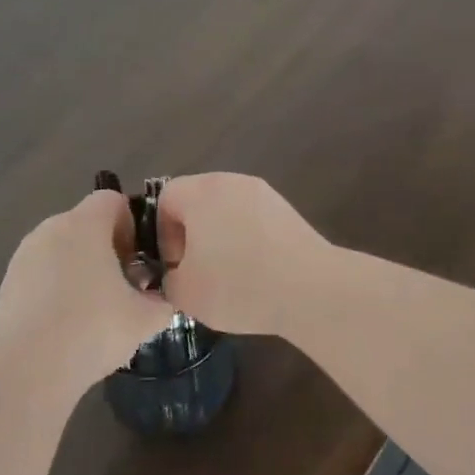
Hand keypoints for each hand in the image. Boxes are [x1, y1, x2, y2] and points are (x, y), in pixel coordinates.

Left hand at [0, 191, 175, 397]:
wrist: (30, 366)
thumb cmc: (94, 328)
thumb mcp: (146, 318)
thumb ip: (161, 301)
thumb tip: (159, 300)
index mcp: (85, 224)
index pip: (112, 200)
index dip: (130, 224)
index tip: (137, 259)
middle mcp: (51, 228)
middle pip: (85, 225)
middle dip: (105, 250)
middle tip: (121, 289)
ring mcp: (24, 255)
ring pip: (60, 250)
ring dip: (78, 270)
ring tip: (92, 313)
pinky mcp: (8, 283)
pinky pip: (40, 275)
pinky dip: (54, 290)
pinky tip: (64, 326)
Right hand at [154, 174, 334, 340]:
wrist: (311, 290)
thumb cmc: (238, 285)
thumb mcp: (185, 293)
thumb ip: (167, 279)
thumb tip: (176, 274)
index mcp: (200, 192)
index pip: (165, 198)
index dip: (162, 233)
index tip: (176, 265)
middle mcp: (230, 182)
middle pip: (197, 201)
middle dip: (191, 236)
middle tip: (197, 271)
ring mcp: (263, 193)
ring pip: (226, 211)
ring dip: (220, 239)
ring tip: (228, 276)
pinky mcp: (287, 211)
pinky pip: (253, 221)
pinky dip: (247, 241)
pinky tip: (256, 274)